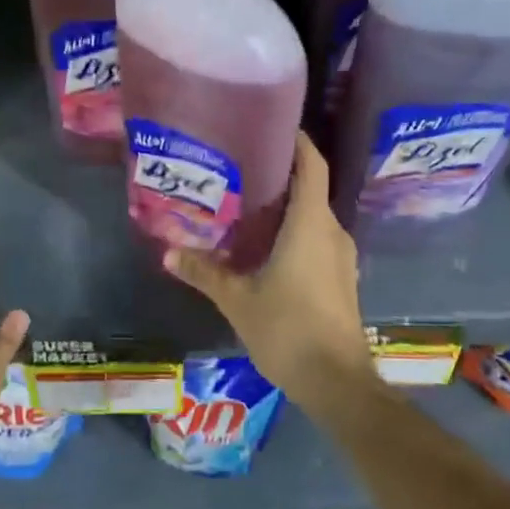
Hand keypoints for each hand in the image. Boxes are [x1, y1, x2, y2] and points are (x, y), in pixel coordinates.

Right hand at [163, 133, 375, 409]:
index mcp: (310, 224)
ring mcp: (341, 257)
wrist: (337, 382)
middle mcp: (331, 231)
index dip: (297, 141)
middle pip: (310, 188)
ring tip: (245, 205)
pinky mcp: (341, 279)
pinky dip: (294, 232)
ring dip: (286, 206)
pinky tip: (265, 246)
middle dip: (279, 175)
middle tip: (239, 167)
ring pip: (313, 216)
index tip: (273, 126)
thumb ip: (205, 271)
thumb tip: (168, 252)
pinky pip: (317, 239)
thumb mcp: (238, 299)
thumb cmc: (288, 329)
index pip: (311, 165)